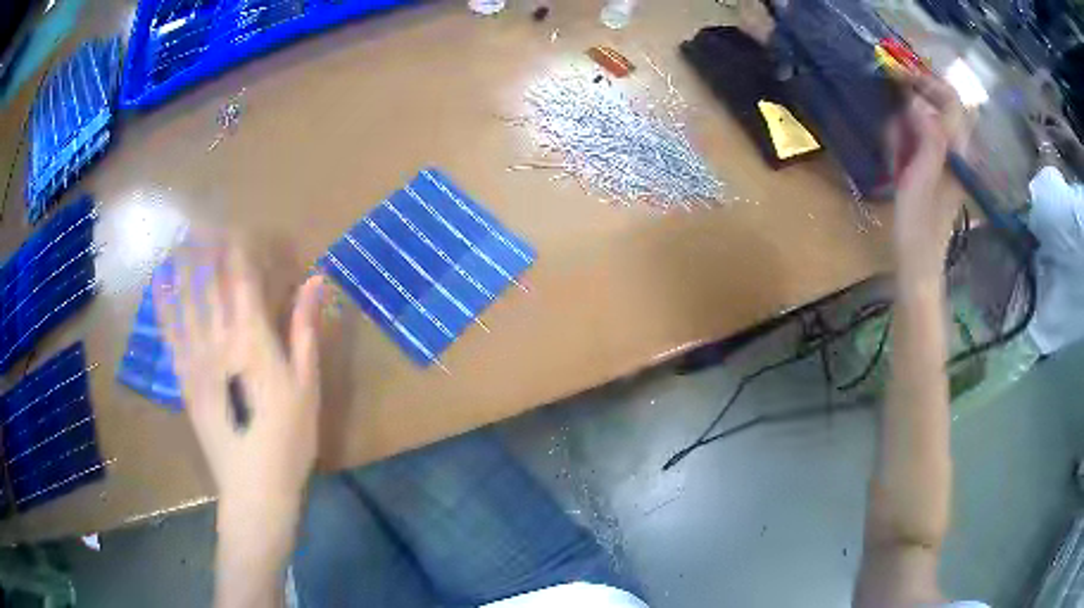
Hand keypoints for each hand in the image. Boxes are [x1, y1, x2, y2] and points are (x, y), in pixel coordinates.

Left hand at [153, 236, 325, 530]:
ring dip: (182, 265)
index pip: (241, 278)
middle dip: (208, 249)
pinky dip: (163, 303)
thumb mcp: (306, 385)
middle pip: (210, 282)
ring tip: (181, 238)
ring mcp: (196, 358)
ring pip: (185, 300)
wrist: (254, 487)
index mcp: (253, 339)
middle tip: (205, 224)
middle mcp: (219, 339)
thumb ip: (304, 329)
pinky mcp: (184, 378)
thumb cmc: (289, 439)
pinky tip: (160, 283)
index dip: (239, 248)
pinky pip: (170, 332)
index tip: (239, 227)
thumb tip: (315, 281)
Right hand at [891, 74, 966, 282]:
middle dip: (915, 100)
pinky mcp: (935, 170)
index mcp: (957, 152)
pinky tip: (896, 157)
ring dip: (907, 123)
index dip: (928, 81)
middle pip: (940, 106)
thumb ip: (927, 138)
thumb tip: (917, 100)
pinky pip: (921, 139)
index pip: (951, 100)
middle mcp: (956, 151)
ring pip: (928, 121)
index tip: (899, 73)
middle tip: (892, 109)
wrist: (918, 262)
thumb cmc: (918, 225)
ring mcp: (946, 161)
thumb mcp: (921, 179)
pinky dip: (905, 139)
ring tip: (894, 147)